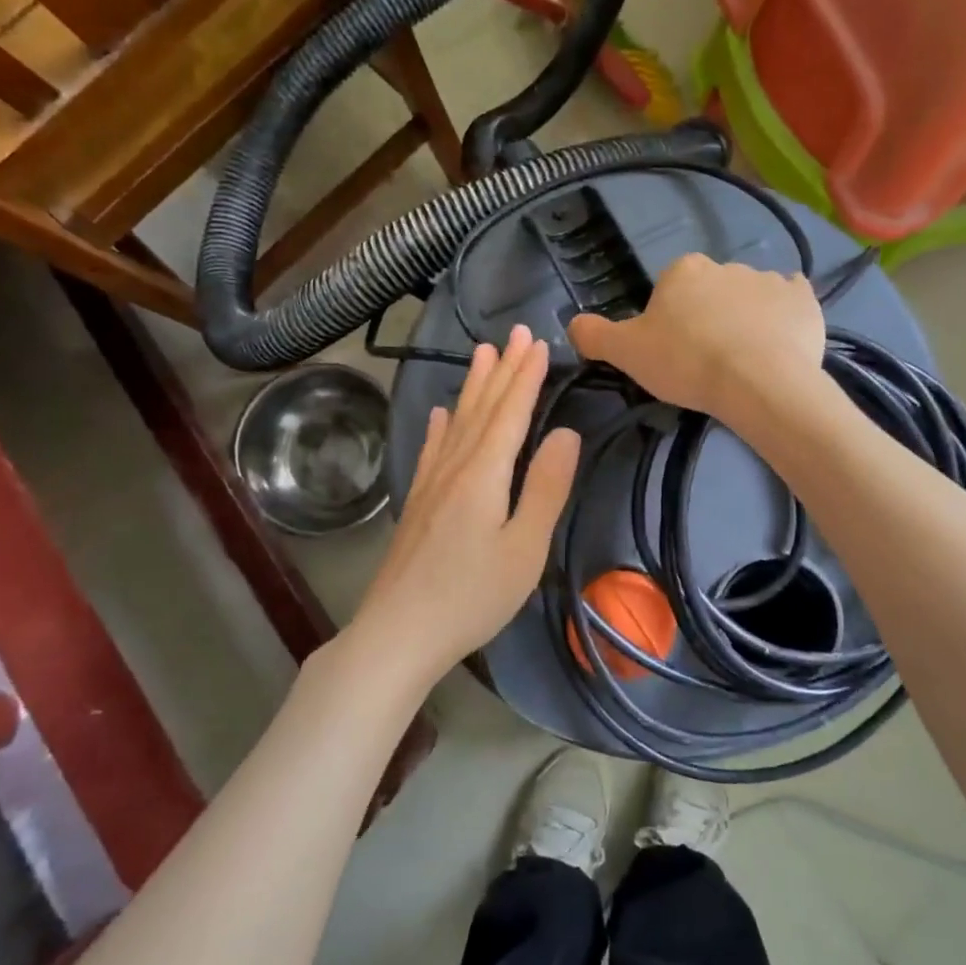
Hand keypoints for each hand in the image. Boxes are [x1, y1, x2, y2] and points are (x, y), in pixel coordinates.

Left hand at [348, 325, 580, 686]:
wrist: (399, 633)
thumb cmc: (472, 596)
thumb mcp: (525, 548)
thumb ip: (546, 488)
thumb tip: (566, 433)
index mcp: (484, 474)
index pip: (510, 413)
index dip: (526, 377)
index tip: (538, 342)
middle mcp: (455, 467)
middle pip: (482, 409)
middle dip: (502, 369)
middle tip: (516, 331)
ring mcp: (430, 484)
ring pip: (457, 422)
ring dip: (473, 386)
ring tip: (482, 353)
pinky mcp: (417, 503)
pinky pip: (433, 449)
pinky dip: (441, 425)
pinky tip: (440, 413)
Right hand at [566, 254, 826, 419]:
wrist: (759, 382)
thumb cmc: (687, 363)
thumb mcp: (626, 353)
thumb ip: (594, 335)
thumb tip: (572, 323)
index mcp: (683, 270)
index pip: (669, 291)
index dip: (668, 323)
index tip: (673, 354)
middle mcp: (726, 265)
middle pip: (710, 293)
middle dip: (707, 319)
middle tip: (706, 362)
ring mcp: (770, 280)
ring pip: (750, 299)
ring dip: (745, 321)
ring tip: (745, 364)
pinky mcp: (805, 300)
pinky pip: (790, 303)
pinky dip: (784, 318)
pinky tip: (779, 345)